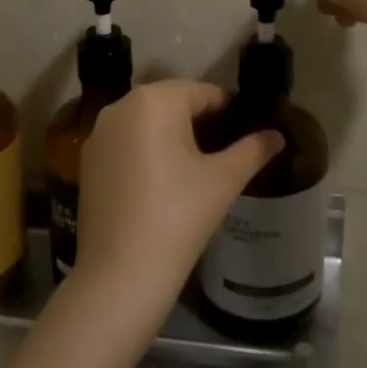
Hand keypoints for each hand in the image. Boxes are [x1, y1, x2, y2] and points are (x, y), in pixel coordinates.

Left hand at [74, 81, 284, 319]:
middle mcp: (121, 106)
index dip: (230, 112)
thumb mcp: (224, 180)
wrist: (120, 274)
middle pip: (173, 103)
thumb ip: (252, 150)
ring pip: (148, 122)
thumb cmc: (178, 216)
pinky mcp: (89, 161)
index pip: (204, 93)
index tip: (246, 135)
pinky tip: (164, 182)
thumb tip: (278, 135)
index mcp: (154, 100)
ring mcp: (100, 134)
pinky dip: (147, 151)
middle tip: (226, 153)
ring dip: (173, 136)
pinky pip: (127, 142)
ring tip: (198, 168)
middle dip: (201, 122)